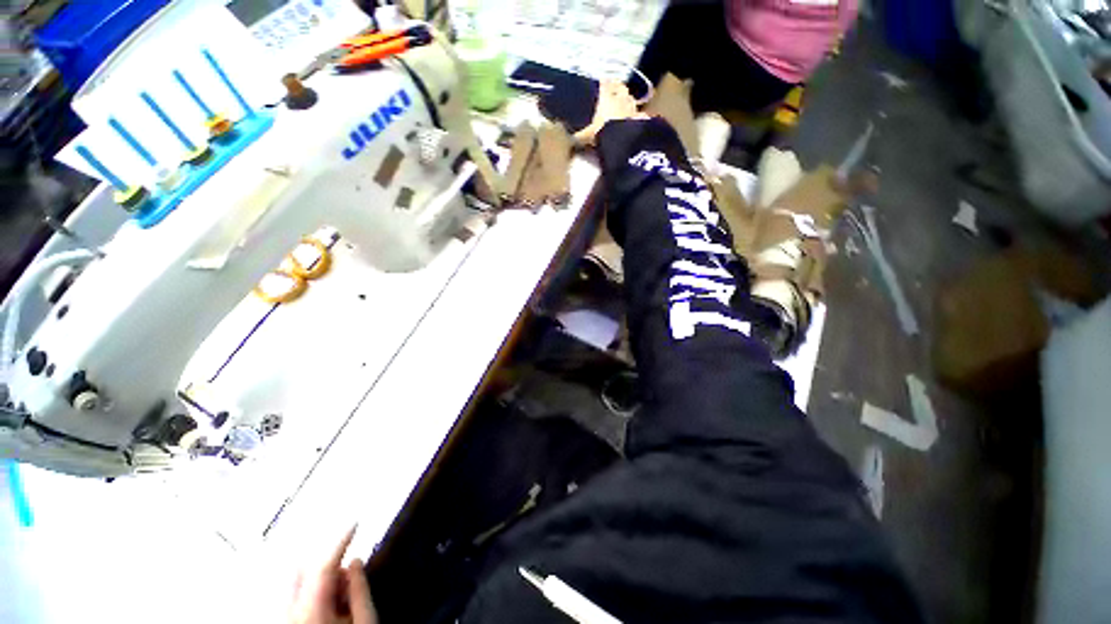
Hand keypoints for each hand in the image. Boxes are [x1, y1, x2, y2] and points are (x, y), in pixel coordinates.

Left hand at [290, 526, 377, 623]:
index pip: (323, 565)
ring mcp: (283, 618)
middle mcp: (289, 612)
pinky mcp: (284, 621)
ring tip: (342, 598)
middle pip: (303, 570)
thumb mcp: (364, 622)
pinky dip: (314, 592)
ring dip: (322, 579)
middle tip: (348, 575)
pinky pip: (295, 596)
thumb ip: (360, 589)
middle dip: (328, 563)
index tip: (355, 522)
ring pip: (298, 582)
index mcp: (310, 610)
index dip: (340, 539)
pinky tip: (330, 607)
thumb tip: (356, 561)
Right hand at [575, 80, 647, 145]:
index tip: (603, 81)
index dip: (603, 83)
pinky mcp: (639, 119)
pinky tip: (637, 117)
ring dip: (628, 100)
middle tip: (615, 89)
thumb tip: (571, 139)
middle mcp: (619, 99)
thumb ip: (579, 136)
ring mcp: (631, 108)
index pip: (605, 85)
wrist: (620, 140)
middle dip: (618, 88)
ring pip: (630, 99)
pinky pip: (639, 114)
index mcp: (606, 98)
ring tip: (625, 102)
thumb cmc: (601, 132)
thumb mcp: (586, 136)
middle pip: (620, 88)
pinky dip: (638, 115)